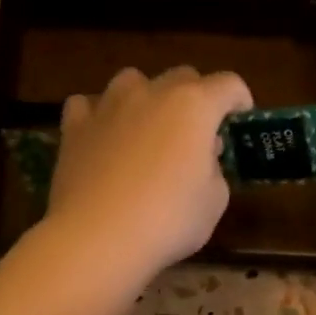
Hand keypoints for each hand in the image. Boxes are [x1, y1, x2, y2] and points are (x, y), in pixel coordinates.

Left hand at [44, 65, 253, 283]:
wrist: (99, 238)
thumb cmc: (169, 220)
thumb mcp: (214, 201)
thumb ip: (214, 170)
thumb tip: (202, 157)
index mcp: (194, 106)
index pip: (229, 84)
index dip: (240, 101)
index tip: (240, 122)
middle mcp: (152, 92)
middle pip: (182, 77)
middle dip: (196, 98)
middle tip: (196, 134)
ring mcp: (108, 105)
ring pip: (133, 81)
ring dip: (147, 99)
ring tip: (147, 130)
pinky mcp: (75, 126)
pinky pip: (89, 105)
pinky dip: (99, 115)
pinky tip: (103, 137)